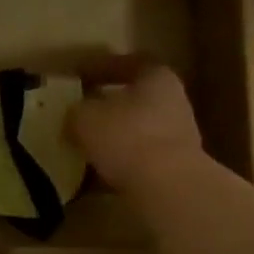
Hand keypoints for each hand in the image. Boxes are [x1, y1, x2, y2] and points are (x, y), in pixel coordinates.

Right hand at [69, 57, 204, 198]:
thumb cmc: (126, 137)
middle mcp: (173, 104)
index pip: (130, 63)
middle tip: (78, 112)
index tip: (78, 75)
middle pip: (135, 100)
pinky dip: (115, 167)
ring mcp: (177, 140)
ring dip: (110, 140)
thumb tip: (75, 115)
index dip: (102, 67)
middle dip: (106, 108)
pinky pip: (137, 163)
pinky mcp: (173, 173)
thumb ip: (77, 111)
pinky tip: (90, 177)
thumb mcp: (85, 117)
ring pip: (135, 134)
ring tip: (80, 147)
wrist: (167, 190)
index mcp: (157, 78)